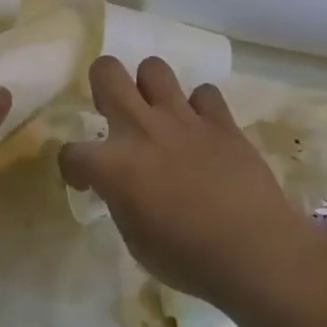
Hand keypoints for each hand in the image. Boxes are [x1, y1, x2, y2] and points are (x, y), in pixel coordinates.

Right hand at [59, 57, 309, 308]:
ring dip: (148, 88)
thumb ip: (121, 202)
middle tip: (112, 112)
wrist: (254, 251)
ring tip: (156, 113)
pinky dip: (199, 108)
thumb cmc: (187, 258)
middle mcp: (142, 129)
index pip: (71, 152)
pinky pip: (204, 93)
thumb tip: (123, 189)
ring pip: (154, 68)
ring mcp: (183, 120)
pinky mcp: (221, 122)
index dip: (73, 168)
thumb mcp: (135, 239)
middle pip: (107, 72)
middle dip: (101, 85)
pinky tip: (201, 130)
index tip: (85, 182)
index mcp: (113, 165)